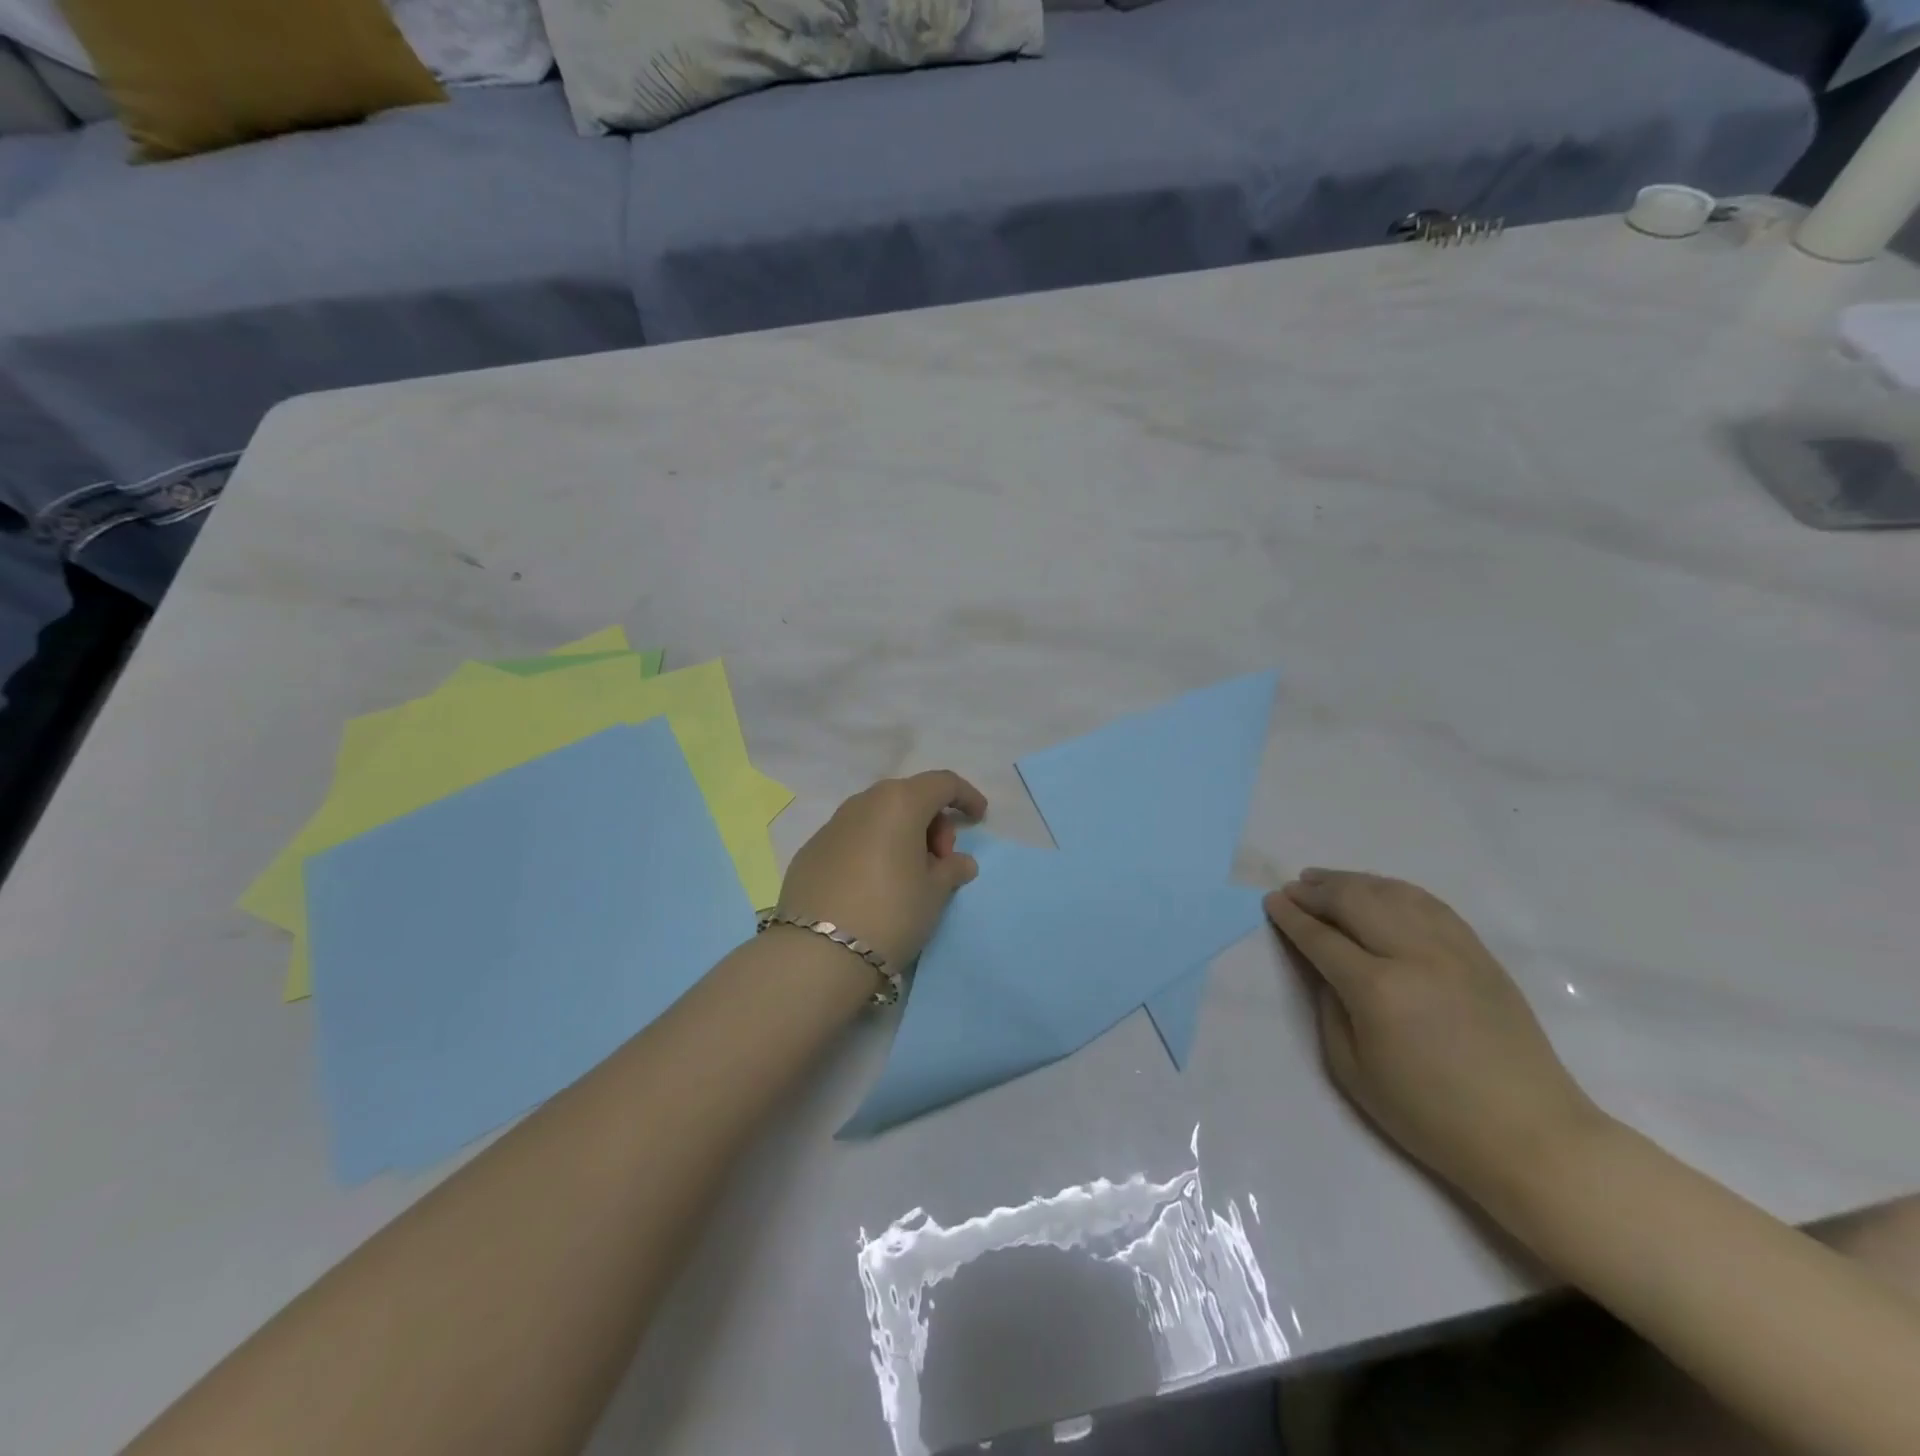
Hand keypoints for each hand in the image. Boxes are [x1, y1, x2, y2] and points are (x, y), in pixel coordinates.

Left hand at [776, 771, 988, 968]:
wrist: (817, 953)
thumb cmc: (891, 913)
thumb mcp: (934, 894)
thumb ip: (951, 870)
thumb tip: (959, 862)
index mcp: (899, 802)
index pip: (942, 783)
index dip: (965, 796)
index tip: (978, 819)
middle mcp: (863, 802)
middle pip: (908, 797)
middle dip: (932, 821)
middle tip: (940, 860)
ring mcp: (832, 825)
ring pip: (877, 816)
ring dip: (901, 835)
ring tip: (908, 875)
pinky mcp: (810, 851)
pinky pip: (852, 838)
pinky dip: (872, 849)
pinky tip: (873, 885)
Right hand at [1265, 870, 1605, 1207]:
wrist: (1531, 1136)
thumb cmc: (1430, 1114)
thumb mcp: (1353, 1071)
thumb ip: (1330, 1009)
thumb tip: (1327, 970)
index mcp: (1378, 990)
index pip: (1322, 938)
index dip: (1292, 917)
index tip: (1271, 901)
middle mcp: (1415, 956)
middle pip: (1356, 902)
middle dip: (1317, 891)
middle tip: (1293, 888)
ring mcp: (1454, 950)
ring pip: (1394, 894)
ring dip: (1354, 882)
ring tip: (1327, 880)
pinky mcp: (1480, 954)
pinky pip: (1431, 905)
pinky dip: (1397, 890)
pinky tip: (1380, 891)